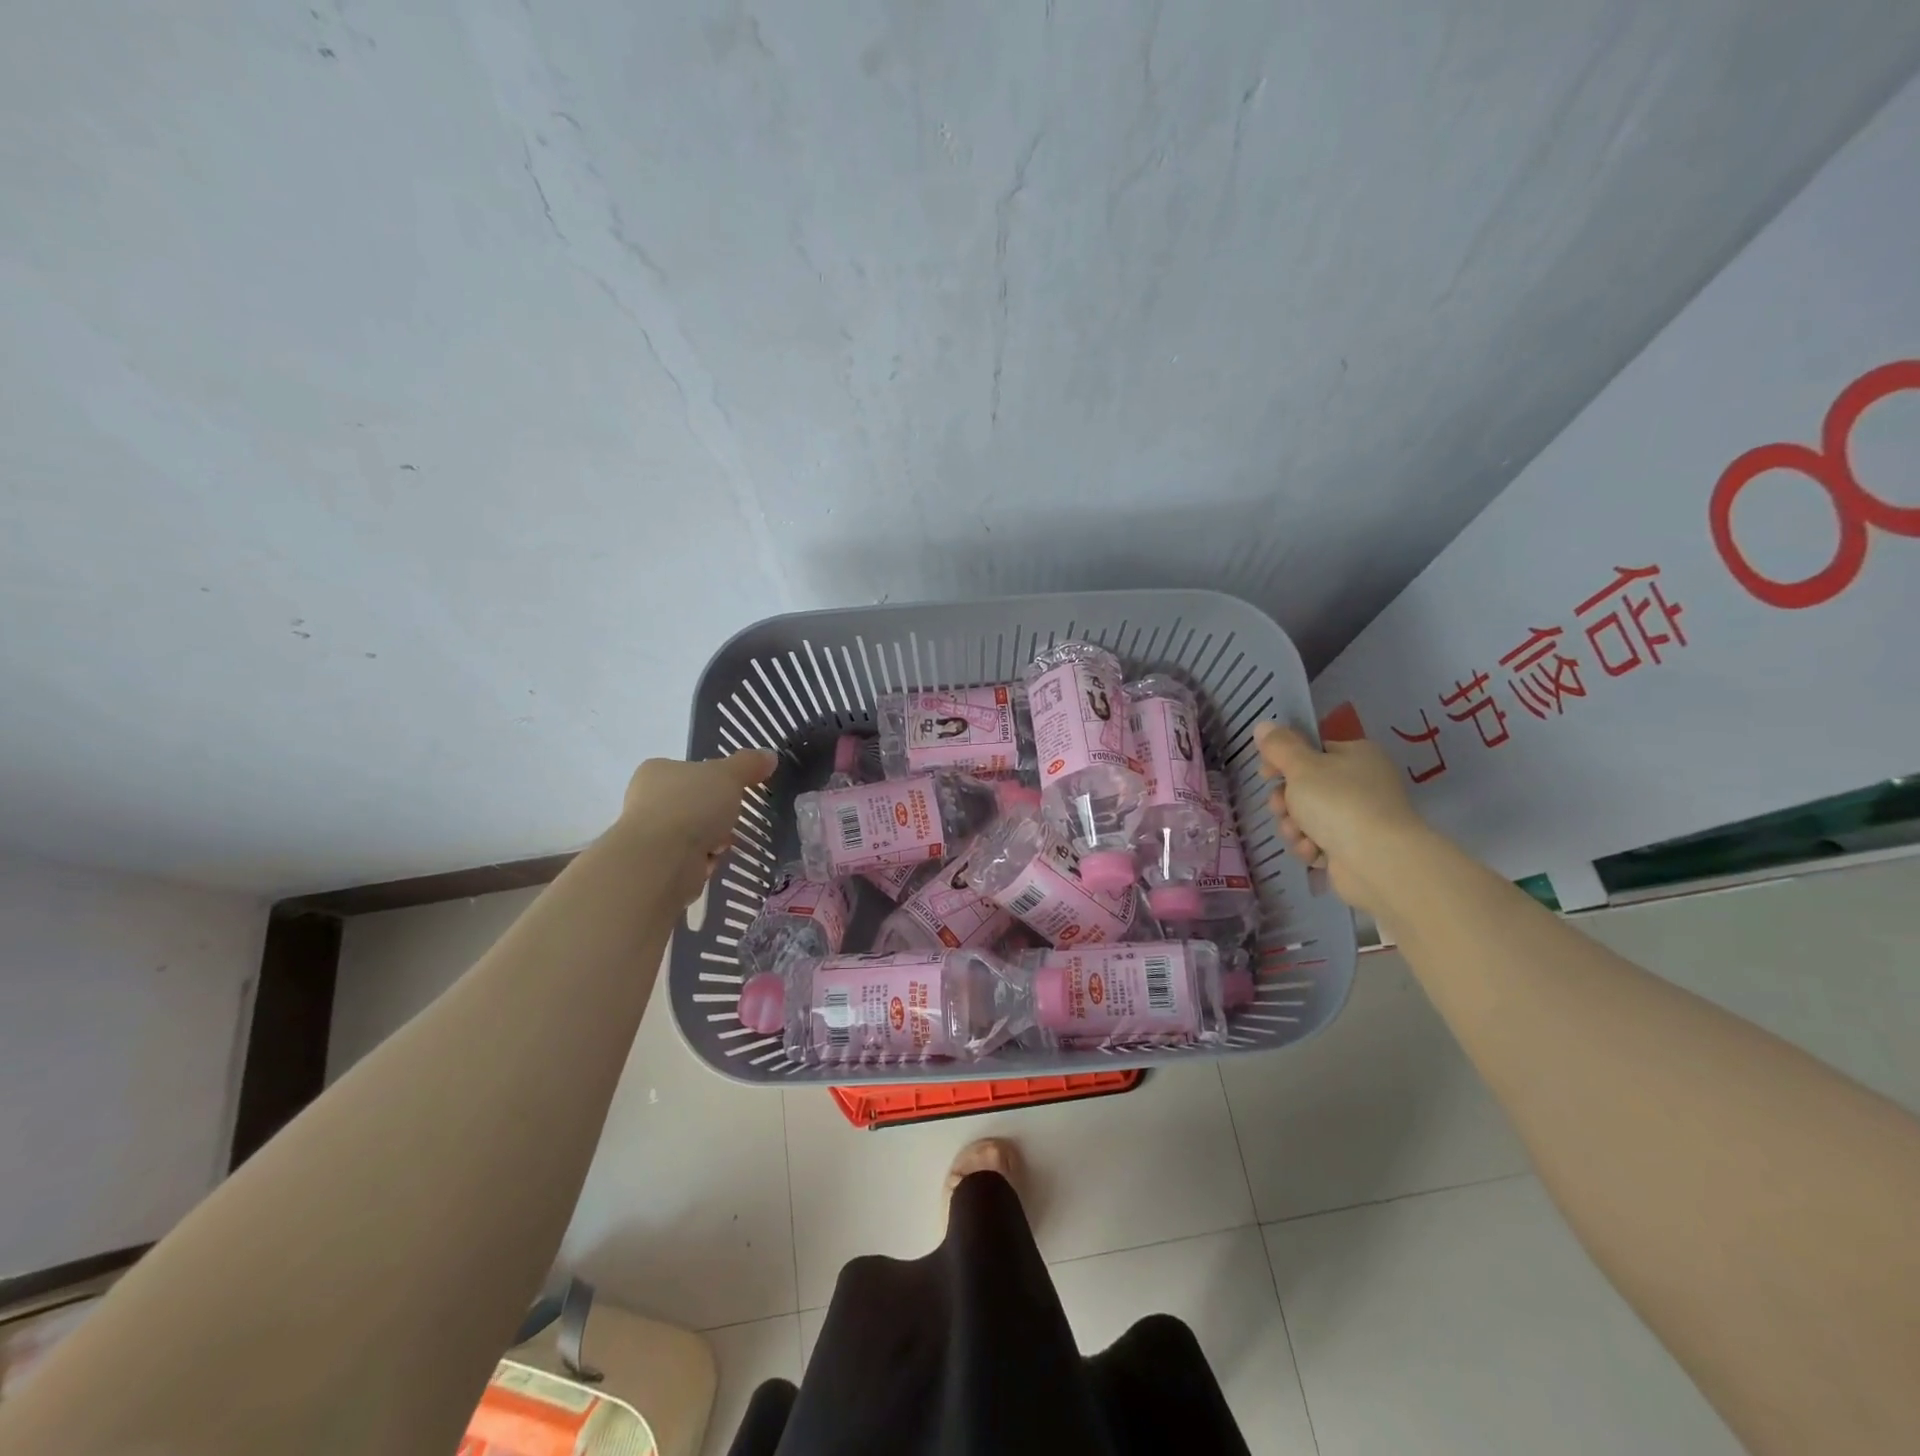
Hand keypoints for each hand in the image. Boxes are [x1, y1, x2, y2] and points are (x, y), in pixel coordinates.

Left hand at [618, 751, 778, 905]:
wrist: (661, 860)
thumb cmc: (691, 806)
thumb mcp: (728, 775)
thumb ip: (748, 764)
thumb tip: (769, 755)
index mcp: (657, 772)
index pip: (690, 770)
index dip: (715, 780)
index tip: (734, 789)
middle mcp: (647, 800)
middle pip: (694, 803)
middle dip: (717, 814)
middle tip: (735, 816)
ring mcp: (649, 835)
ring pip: (694, 832)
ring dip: (713, 839)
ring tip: (725, 842)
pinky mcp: (657, 865)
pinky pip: (690, 859)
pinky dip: (705, 860)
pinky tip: (712, 861)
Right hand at [1253, 722, 1429, 916]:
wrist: (1377, 860)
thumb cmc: (1338, 802)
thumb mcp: (1301, 766)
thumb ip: (1279, 746)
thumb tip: (1263, 725)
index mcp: (1357, 755)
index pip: (1312, 751)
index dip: (1283, 762)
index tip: (1265, 775)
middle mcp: (1362, 783)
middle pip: (1306, 787)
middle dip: (1287, 802)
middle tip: (1282, 809)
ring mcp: (1360, 817)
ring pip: (1308, 817)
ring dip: (1295, 827)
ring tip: (1299, 835)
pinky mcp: (1355, 848)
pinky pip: (1320, 842)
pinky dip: (1312, 846)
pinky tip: (1314, 852)